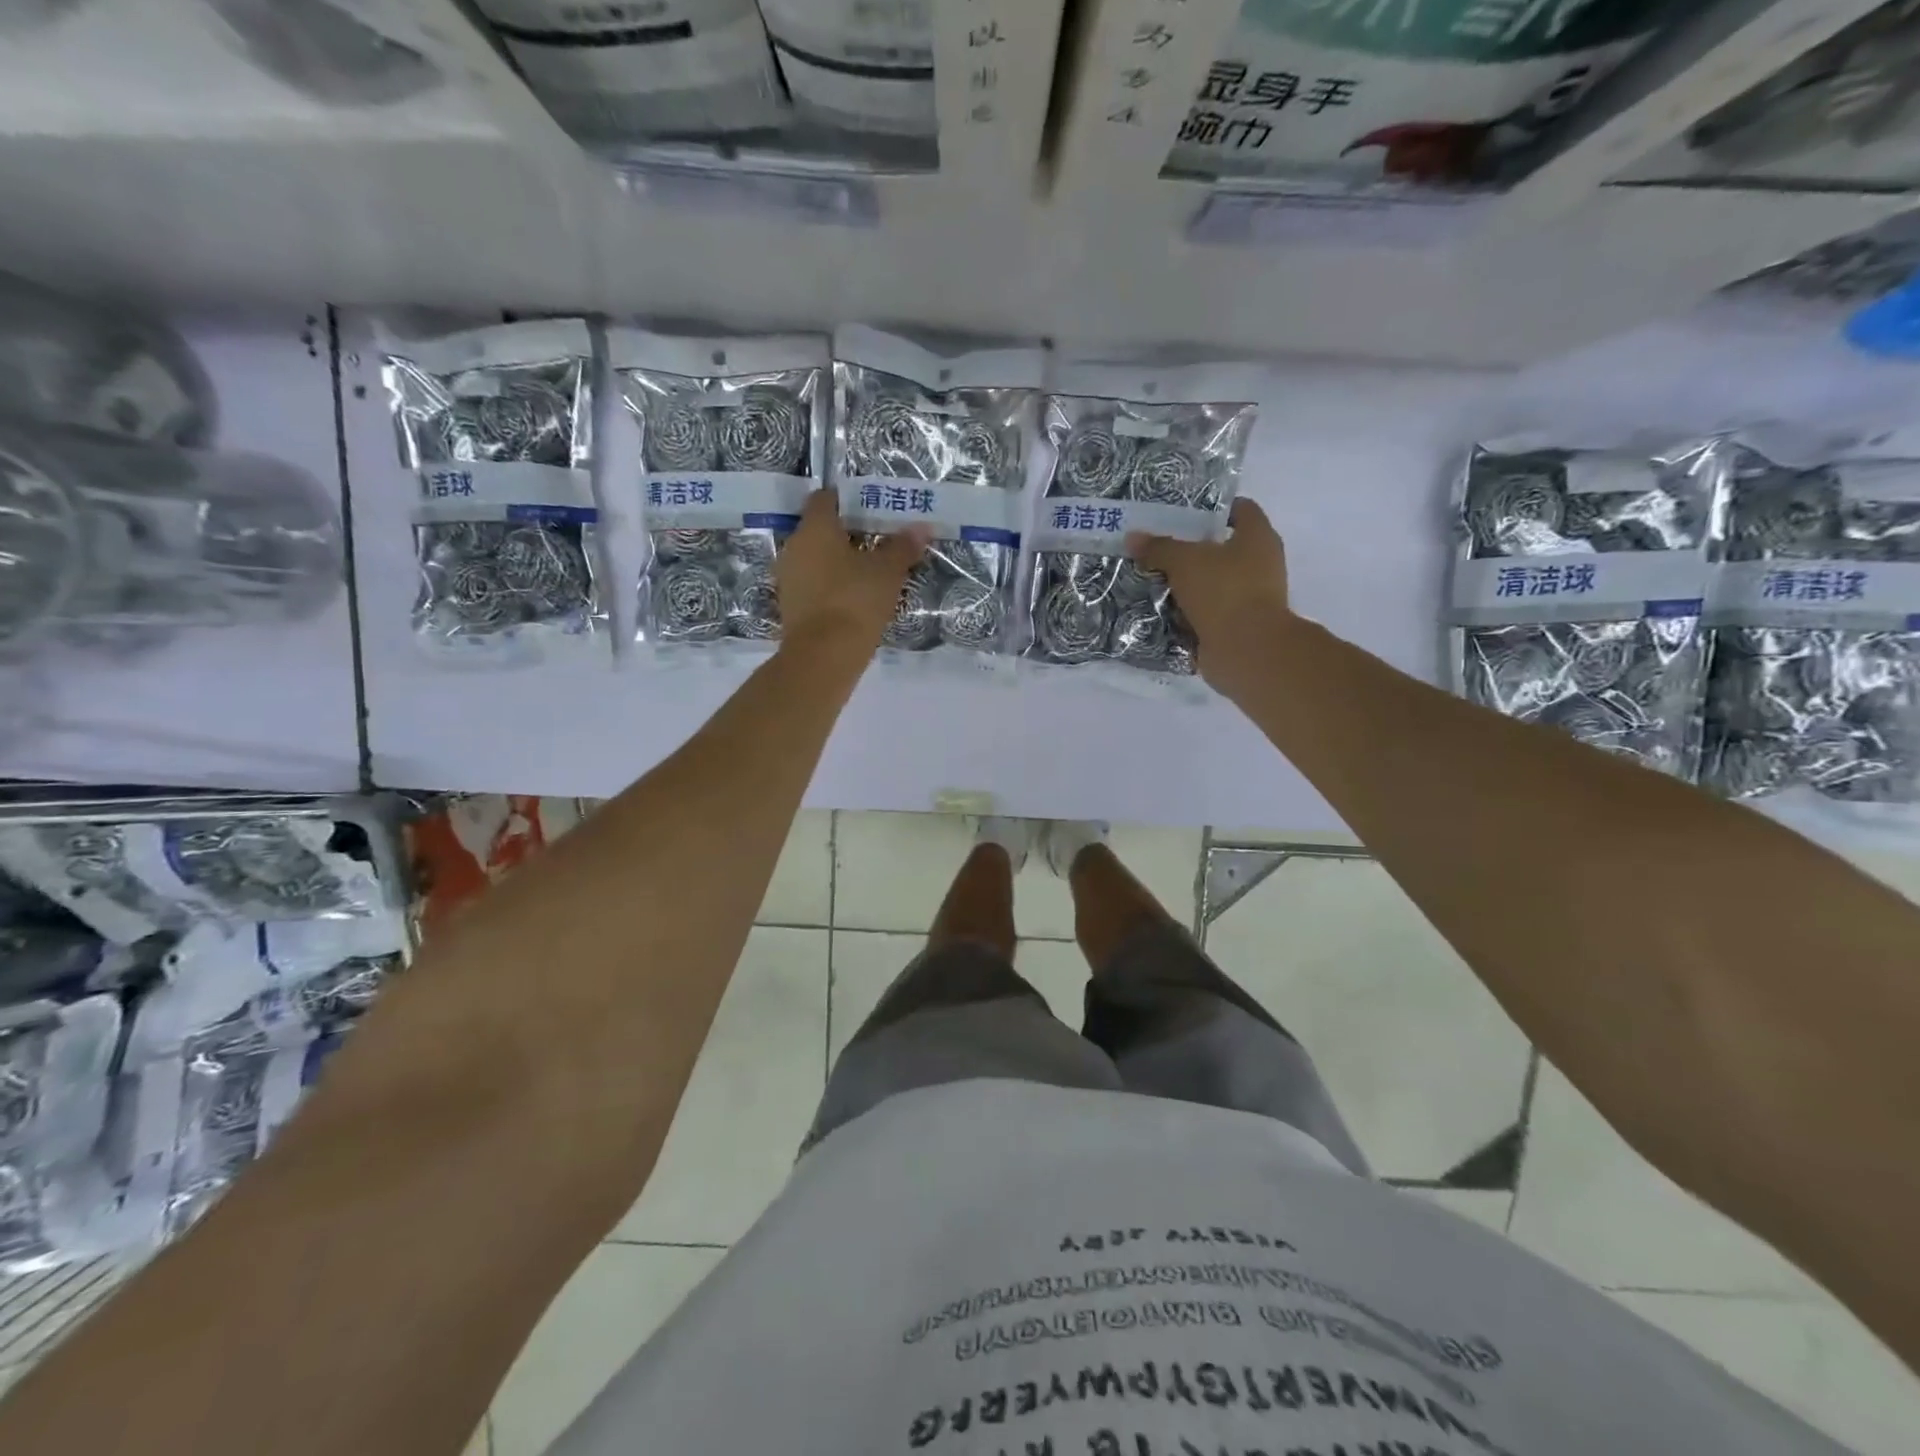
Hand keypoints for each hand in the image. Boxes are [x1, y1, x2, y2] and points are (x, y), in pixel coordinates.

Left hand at [776, 489, 928, 655]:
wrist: (823, 656)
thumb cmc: (855, 600)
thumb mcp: (887, 572)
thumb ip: (903, 547)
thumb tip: (921, 527)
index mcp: (814, 528)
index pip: (825, 498)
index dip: (848, 500)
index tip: (872, 510)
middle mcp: (794, 546)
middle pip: (820, 529)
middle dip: (847, 533)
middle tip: (878, 542)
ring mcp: (789, 578)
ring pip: (816, 559)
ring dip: (839, 562)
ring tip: (870, 573)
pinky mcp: (791, 606)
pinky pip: (813, 584)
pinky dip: (831, 585)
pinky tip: (854, 598)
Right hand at [1131, 499, 1296, 697]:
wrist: (1246, 651)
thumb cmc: (1224, 592)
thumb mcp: (1184, 561)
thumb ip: (1158, 548)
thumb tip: (1133, 537)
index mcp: (1258, 537)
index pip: (1239, 509)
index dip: (1211, 507)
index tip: (1180, 512)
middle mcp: (1260, 564)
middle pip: (1221, 548)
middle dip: (1189, 549)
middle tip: (1156, 548)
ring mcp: (1249, 598)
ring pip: (1211, 583)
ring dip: (1185, 584)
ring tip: (1151, 579)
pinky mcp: (1235, 626)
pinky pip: (1205, 612)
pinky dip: (1186, 612)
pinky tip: (1159, 609)